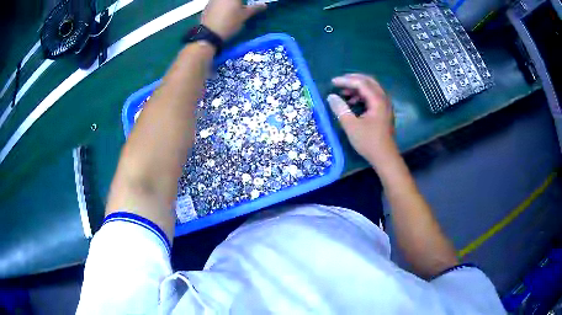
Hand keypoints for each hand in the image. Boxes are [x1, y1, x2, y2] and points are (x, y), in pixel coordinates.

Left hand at [201, 0, 266, 40]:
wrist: (209, 34)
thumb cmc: (229, 23)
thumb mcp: (244, 16)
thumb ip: (255, 8)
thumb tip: (264, 5)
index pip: (243, 0)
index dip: (247, 2)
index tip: (251, 4)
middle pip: (233, 0)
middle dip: (240, 2)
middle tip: (244, 6)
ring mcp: (213, 0)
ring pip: (225, 1)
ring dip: (231, 3)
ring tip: (236, 8)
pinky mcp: (208, 6)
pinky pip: (218, 2)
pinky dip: (223, 5)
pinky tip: (226, 11)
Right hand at [327, 74, 395, 165]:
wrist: (385, 157)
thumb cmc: (369, 142)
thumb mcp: (351, 126)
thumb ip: (341, 109)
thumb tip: (331, 97)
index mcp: (377, 101)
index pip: (361, 83)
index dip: (346, 81)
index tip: (332, 82)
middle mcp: (384, 99)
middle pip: (369, 81)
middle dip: (353, 79)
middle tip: (339, 82)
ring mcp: (385, 105)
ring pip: (371, 89)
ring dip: (357, 88)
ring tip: (344, 93)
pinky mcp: (384, 112)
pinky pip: (373, 96)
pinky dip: (362, 95)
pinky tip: (353, 102)